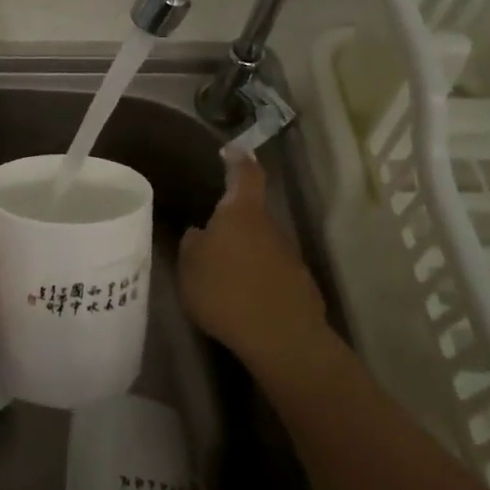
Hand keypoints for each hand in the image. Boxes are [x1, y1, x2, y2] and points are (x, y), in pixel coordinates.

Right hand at [178, 151, 328, 369]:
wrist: (282, 339)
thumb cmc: (226, 291)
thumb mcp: (189, 266)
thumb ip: (193, 244)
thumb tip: (201, 234)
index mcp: (241, 212)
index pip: (245, 173)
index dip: (238, 159)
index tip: (230, 150)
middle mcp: (270, 226)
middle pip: (252, 214)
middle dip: (233, 222)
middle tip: (209, 238)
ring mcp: (290, 257)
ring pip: (262, 245)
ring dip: (245, 254)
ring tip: (222, 276)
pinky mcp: (300, 287)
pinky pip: (272, 274)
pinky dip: (258, 280)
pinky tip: (243, 301)